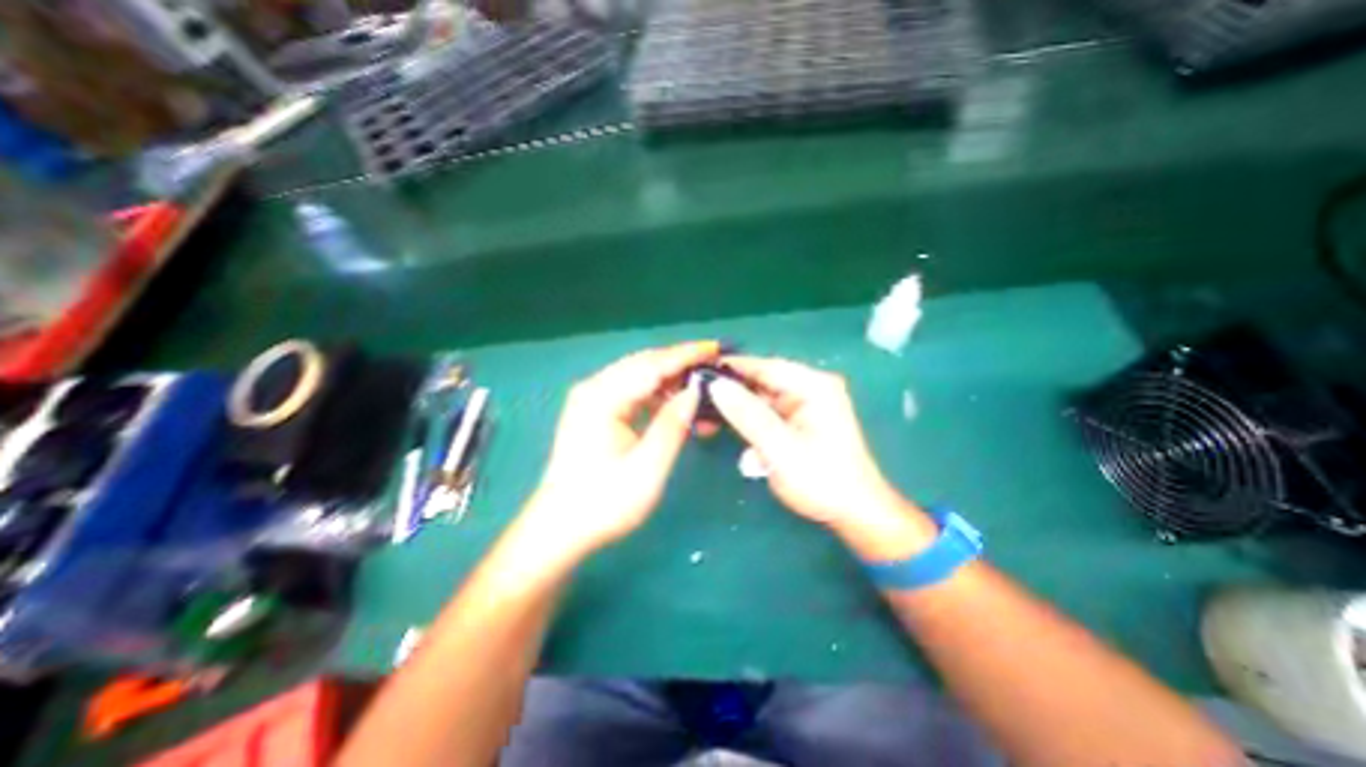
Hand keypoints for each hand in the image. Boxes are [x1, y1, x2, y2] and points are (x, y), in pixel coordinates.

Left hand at [520, 342, 717, 557]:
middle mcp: (595, 389)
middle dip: (681, 363)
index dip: (686, 355)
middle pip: (645, 364)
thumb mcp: (647, 468)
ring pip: (640, 378)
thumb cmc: (603, 503)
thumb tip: (695, 392)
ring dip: (671, 382)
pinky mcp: (596, 412)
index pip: (652, 365)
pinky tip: (678, 407)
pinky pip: (633, 393)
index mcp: (602, 397)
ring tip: (702, 392)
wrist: (560, 529)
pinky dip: (658, 397)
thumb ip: (672, 425)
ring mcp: (593, 399)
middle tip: (714, 365)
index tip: (716, 348)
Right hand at [705, 356, 940, 559]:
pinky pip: (767, 412)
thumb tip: (716, 386)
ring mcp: (805, 404)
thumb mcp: (779, 448)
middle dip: (732, 391)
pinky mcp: (799, 420)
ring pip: (761, 397)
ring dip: (737, 408)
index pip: (765, 366)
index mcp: (814, 386)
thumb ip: (747, 415)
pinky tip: (729, 427)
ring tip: (707, 416)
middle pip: (762, 380)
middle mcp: (810, 388)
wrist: (853, 513)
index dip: (732, 367)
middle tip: (698, 398)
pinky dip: (749, 420)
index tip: (700, 371)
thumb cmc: (821, 481)